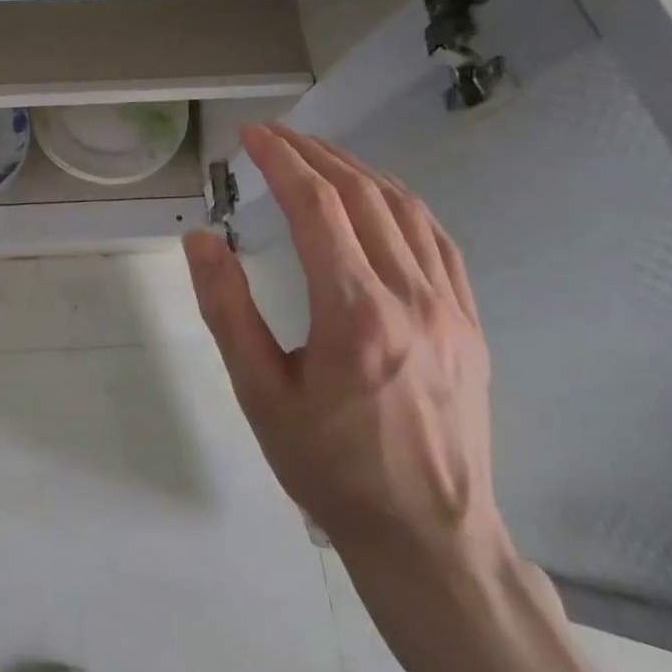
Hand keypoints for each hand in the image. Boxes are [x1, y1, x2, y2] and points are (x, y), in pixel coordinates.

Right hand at [182, 123, 505, 573]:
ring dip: (357, 169)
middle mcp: (411, 297)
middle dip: (314, 153)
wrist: (428, 537)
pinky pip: (437, 240)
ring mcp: (450, 308)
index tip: (251, 135)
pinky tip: (378, 196)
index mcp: (355, 314)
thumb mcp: (259, 393)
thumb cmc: (330, 467)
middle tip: (273, 135)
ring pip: (405, 210)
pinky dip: (401, 202)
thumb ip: (227, 309)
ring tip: (316, 153)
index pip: (318, 207)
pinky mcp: (469, 323)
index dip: (281, 160)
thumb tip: (202, 238)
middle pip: (362, 196)